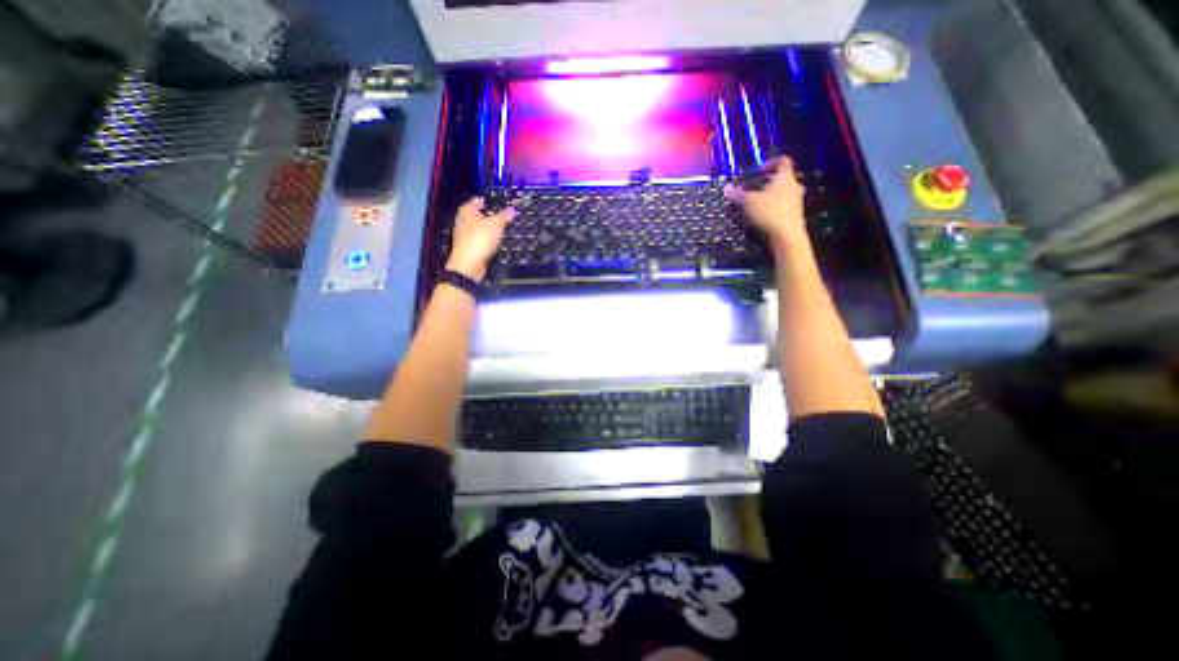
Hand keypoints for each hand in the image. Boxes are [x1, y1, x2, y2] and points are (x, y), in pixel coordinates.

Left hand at [444, 192, 513, 279]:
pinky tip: (497, 242)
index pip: (480, 200)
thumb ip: (504, 216)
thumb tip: (512, 209)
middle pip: (480, 214)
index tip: (505, 205)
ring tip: (505, 229)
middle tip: (508, 218)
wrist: (469, 264)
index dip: (493, 201)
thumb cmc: (480, 239)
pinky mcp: (468, 246)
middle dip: (493, 216)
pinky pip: (480, 238)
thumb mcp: (496, 225)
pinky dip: (488, 239)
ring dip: (491, 229)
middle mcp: (463, 219)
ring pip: (480, 227)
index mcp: (467, 209)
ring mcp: (464, 233)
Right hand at [725, 154, 806, 252]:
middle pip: (783, 178)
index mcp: (785, 177)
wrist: (788, 236)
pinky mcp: (795, 214)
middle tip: (756, 187)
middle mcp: (794, 186)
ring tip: (758, 203)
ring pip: (784, 192)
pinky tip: (764, 215)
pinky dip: (775, 206)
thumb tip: (726, 188)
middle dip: (769, 181)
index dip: (770, 163)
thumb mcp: (749, 202)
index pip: (782, 161)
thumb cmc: (769, 212)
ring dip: (772, 195)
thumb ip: (737, 194)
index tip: (759, 171)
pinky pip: (784, 205)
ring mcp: (797, 201)